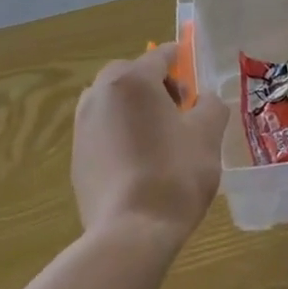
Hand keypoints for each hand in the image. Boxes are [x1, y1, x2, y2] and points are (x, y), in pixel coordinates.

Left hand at [73, 43, 231, 246]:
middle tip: (179, 111)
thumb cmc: (175, 173)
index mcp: (132, 80)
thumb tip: (204, 100)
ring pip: (114, 102)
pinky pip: (103, 131)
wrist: (130, 233)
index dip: (182, 61)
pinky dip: (121, 134)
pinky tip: (140, 163)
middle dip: (155, 85)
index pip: (160, 56)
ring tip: (159, 138)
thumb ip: (211, 105)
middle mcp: (100, 94)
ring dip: (135, 109)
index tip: (194, 77)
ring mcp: (82, 126)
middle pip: (131, 75)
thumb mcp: (208, 134)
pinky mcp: (76, 157)